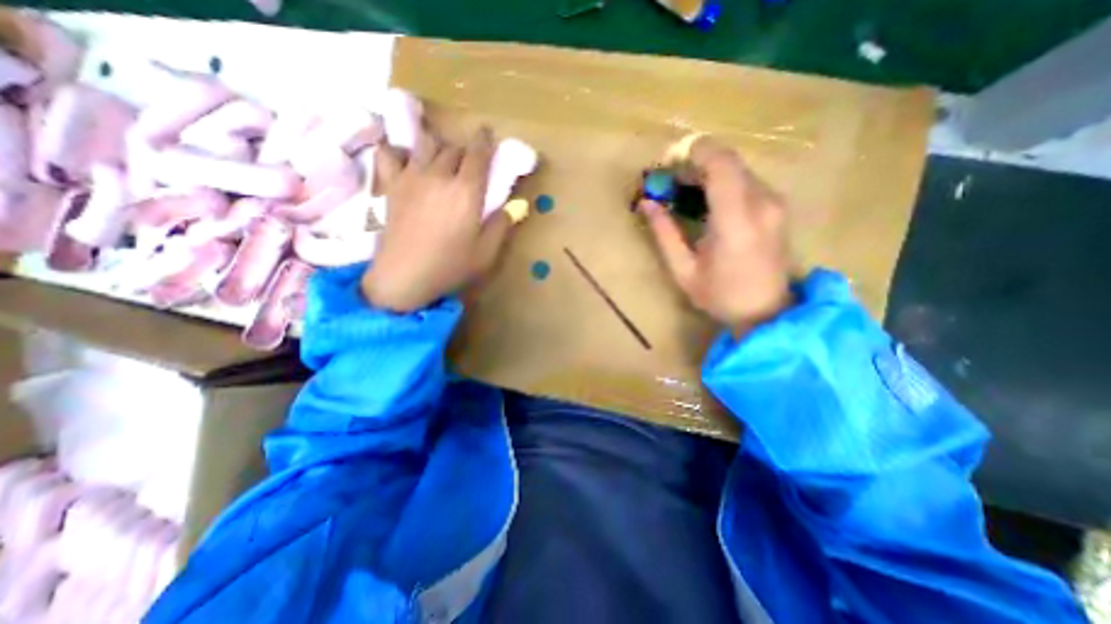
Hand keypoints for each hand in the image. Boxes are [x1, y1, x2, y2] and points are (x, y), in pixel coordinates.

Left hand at [365, 127, 514, 312]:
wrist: (404, 275)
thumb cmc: (450, 266)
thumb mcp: (486, 253)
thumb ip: (502, 225)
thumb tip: (514, 207)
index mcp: (466, 191)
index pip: (478, 154)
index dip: (485, 141)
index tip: (488, 134)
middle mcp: (439, 175)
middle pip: (454, 148)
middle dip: (465, 151)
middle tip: (470, 163)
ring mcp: (411, 177)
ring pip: (426, 144)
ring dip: (439, 146)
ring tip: (443, 158)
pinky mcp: (391, 185)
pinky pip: (389, 153)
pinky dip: (398, 150)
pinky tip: (405, 159)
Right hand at [638, 135, 793, 336]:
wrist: (767, 312)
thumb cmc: (720, 296)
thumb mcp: (683, 271)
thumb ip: (664, 233)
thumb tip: (646, 203)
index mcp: (736, 222)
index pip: (721, 165)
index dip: (694, 152)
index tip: (668, 160)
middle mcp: (762, 204)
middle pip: (729, 161)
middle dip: (696, 162)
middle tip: (669, 180)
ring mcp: (774, 203)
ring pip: (738, 168)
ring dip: (708, 172)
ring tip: (683, 191)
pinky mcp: (777, 206)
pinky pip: (747, 180)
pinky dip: (723, 181)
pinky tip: (706, 201)